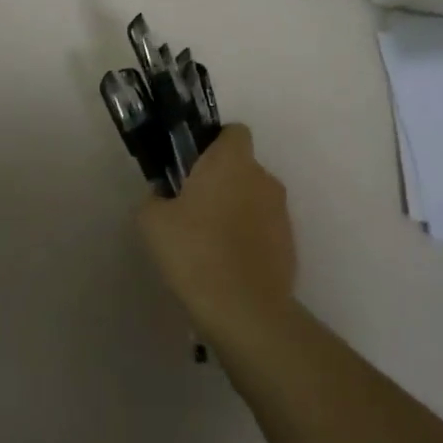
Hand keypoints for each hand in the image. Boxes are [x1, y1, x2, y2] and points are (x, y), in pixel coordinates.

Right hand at [136, 125, 295, 342]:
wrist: (244, 311)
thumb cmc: (195, 252)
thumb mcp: (152, 221)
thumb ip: (155, 198)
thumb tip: (163, 197)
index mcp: (232, 161)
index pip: (233, 132)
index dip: (213, 144)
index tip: (192, 167)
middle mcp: (263, 179)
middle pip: (242, 167)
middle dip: (220, 181)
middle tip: (191, 208)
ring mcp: (281, 213)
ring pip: (253, 199)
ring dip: (235, 211)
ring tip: (208, 243)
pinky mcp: (290, 245)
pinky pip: (264, 229)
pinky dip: (248, 239)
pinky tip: (226, 266)